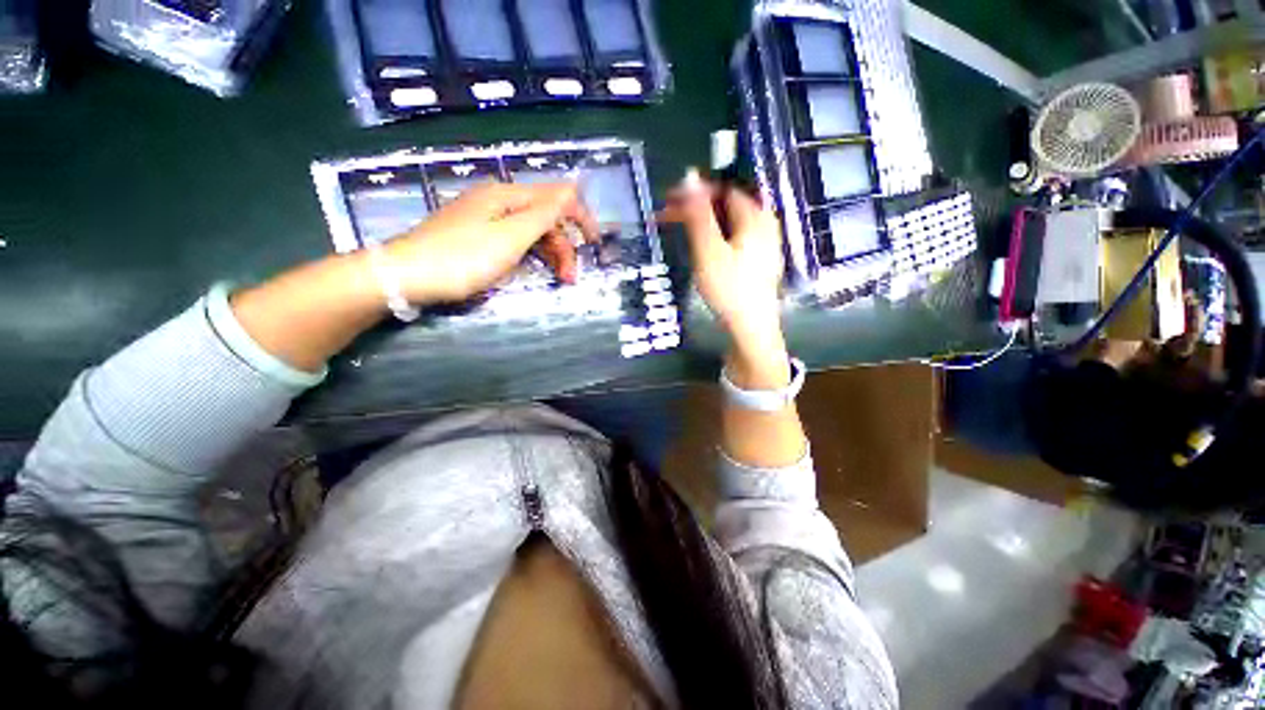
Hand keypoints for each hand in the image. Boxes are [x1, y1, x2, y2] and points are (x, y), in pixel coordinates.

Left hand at [383, 181, 598, 303]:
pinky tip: (533, 269)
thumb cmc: (463, 258)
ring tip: (558, 280)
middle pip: (545, 217)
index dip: (580, 217)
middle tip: (569, 278)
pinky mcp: (478, 235)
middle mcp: (499, 200)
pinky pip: (515, 240)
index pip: (557, 197)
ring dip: (551, 253)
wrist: (407, 276)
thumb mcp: (510, 237)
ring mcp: (486, 218)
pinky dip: (531, 255)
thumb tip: (572, 189)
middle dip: (564, 246)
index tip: (594, 244)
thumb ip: (544, 214)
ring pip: (531, 231)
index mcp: (508, 196)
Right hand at [663, 171, 788, 385]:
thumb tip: (689, 176)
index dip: (694, 192)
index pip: (722, 190)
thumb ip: (698, 214)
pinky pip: (734, 238)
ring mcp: (764, 244)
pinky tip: (700, 249)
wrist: (750, 328)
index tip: (668, 202)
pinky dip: (714, 238)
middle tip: (668, 218)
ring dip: (703, 224)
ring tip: (679, 233)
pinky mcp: (758, 261)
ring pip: (729, 223)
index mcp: (756, 216)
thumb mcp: (708, 250)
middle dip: (696, 208)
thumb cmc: (729, 288)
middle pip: (726, 206)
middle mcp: (764, 224)